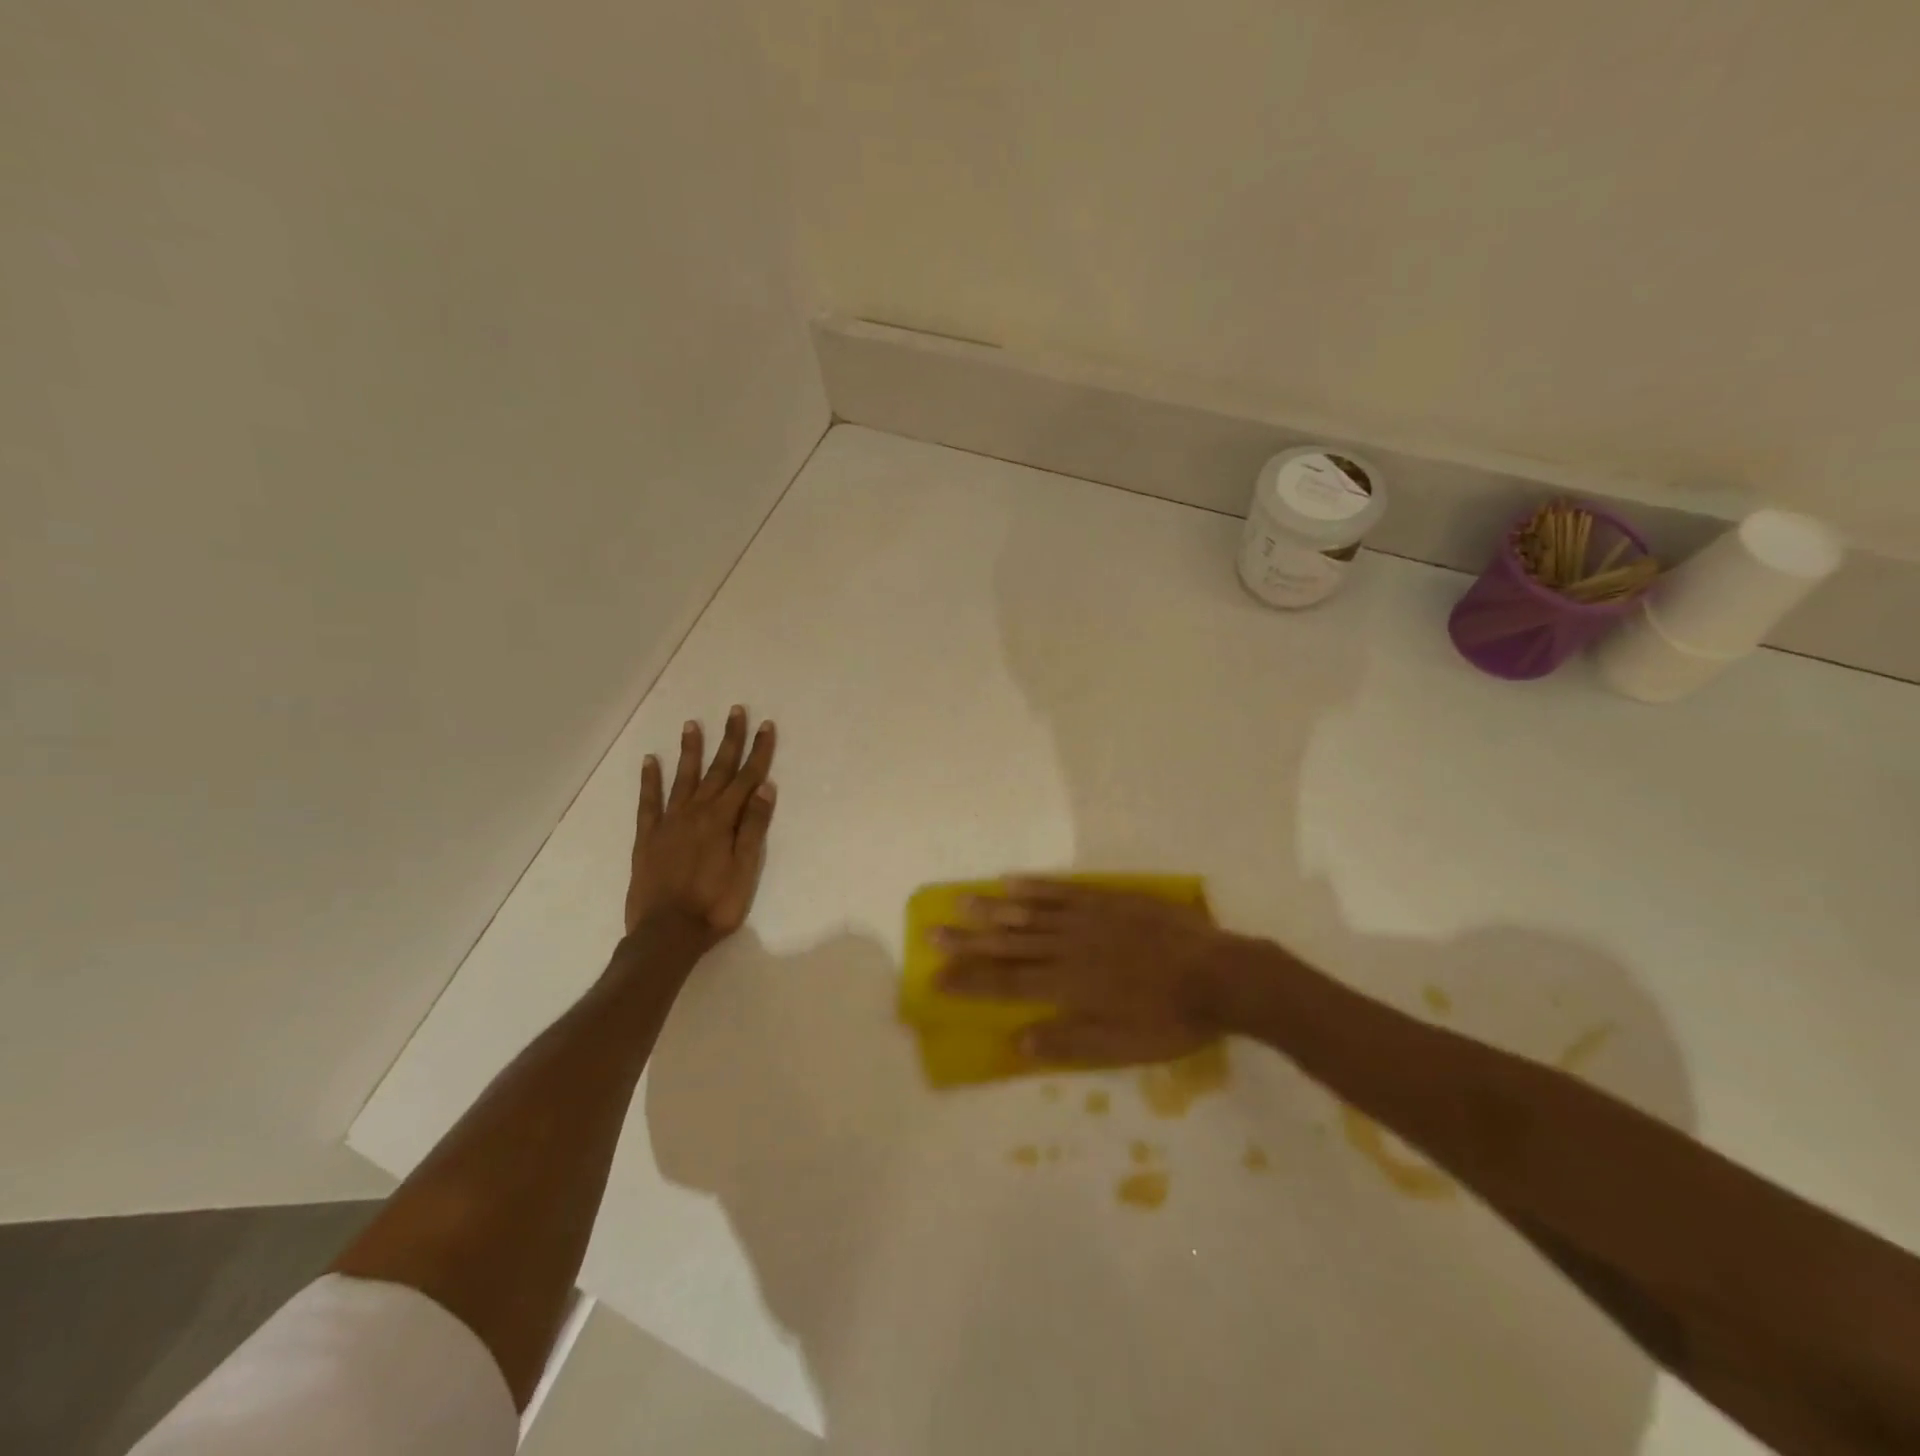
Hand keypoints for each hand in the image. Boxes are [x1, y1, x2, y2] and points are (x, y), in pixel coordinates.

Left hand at [625, 706, 776, 942]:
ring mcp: (669, 822)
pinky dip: (649, 780)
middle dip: (729, 739)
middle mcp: (696, 812)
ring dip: (691, 751)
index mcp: (723, 820)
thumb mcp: (746, 869)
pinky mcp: (647, 837)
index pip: (746, 778)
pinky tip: (650, 761)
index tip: (765, 726)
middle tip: (735, 711)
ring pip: (683, 778)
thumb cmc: (715, 905)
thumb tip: (764, 787)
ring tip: (692, 724)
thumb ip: (753, 827)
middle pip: (718, 770)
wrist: (667, 933)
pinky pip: (648, 801)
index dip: (758, 751)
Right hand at [935, 879, 1240, 1063]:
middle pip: (1008, 944)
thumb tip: (1017, 1041)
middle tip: (932, 933)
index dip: (969, 980)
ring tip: (960, 902)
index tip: (935, 977)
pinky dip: (1035, 887)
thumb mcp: (1122, 1047)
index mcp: (1068, 986)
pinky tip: (1012, 882)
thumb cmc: (1170, 1019)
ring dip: (992, 909)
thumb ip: (1068, 1042)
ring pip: (1029, 913)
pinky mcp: (1108, 901)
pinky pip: (1063, 891)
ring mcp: (1087, 919)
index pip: (1006, 982)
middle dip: (968, 941)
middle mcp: (1068, 948)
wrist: (1220, 975)